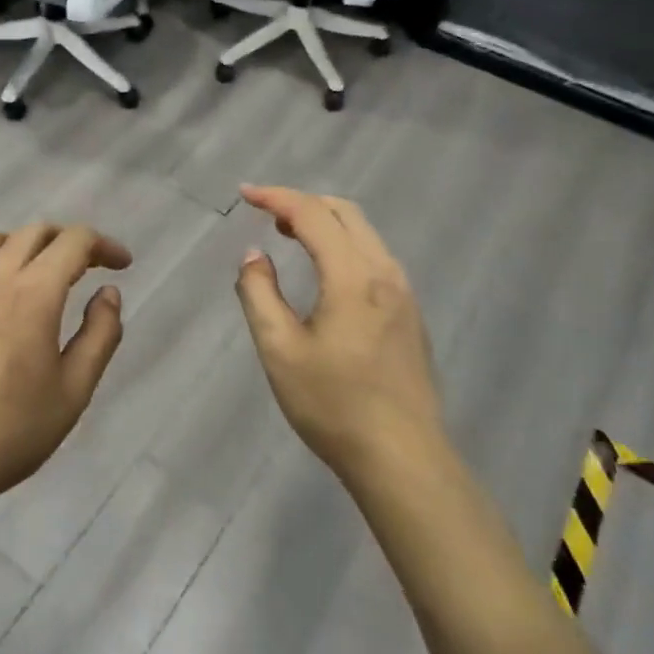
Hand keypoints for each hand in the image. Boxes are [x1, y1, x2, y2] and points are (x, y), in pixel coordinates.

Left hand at [0, 223, 131, 517]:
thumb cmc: (11, 431)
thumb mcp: (74, 390)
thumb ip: (100, 334)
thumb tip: (108, 293)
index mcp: (33, 293)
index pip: (73, 242)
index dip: (104, 245)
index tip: (123, 266)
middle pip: (36, 232)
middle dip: (70, 241)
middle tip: (91, 268)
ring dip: (30, 244)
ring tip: (46, 274)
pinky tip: (2, 291)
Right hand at [234, 185, 445, 484]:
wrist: (403, 459)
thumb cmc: (333, 405)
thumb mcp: (279, 350)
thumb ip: (259, 294)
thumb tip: (255, 256)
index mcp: (352, 276)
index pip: (311, 214)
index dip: (275, 197)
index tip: (244, 194)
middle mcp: (384, 272)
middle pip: (344, 212)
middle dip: (302, 202)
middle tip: (266, 214)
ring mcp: (403, 292)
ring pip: (363, 232)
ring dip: (325, 222)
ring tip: (289, 235)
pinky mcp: (410, 313)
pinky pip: (373, 256)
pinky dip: (343, 244)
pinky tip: (324, 271)